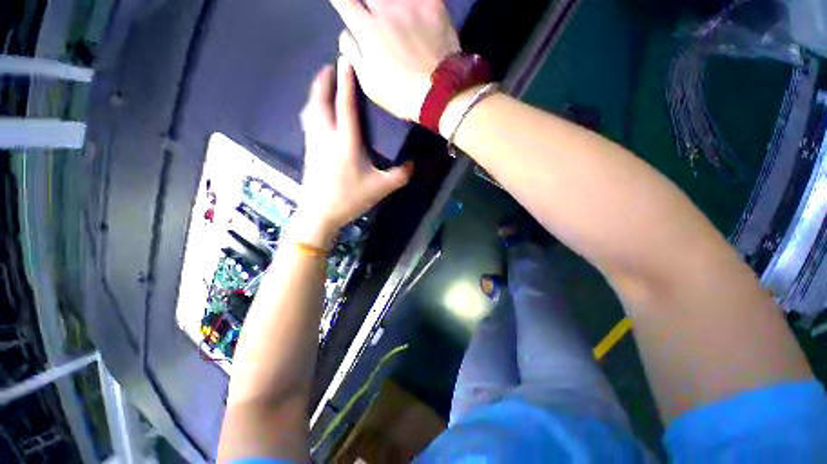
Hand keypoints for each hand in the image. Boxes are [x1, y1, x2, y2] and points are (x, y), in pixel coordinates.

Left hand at [294, 56, 413, 246]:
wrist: (319, 214)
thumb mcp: (380, 189)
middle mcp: (327, 136)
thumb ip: (399, 176)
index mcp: (346, 142)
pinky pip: (309, 121)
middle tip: (331, 66)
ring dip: (316, 92)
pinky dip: (312, 108)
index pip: (345, 105)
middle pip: (321, 100)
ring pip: (311, 109)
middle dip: (324, 80)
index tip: (346, 59)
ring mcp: (314, 142)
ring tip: (323, 84)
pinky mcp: (309, 150)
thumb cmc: (350, 199)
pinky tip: (316, 111)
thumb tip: (413, 165)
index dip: (346, 81)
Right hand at [332, 0, 460, 121]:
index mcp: (368, 30)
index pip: (344, 1)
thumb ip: (355, 56)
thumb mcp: (370, 85)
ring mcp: (411, 4)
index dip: (341, 1)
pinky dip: (414, 3)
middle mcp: (386, 9)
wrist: (439, 95)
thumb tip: (347, 35)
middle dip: (369, 6)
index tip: (345, 5)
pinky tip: (414, 13)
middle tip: (376, 20)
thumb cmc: (401, 95)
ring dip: (391, 6)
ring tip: (398, 22)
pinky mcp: (434, 5)